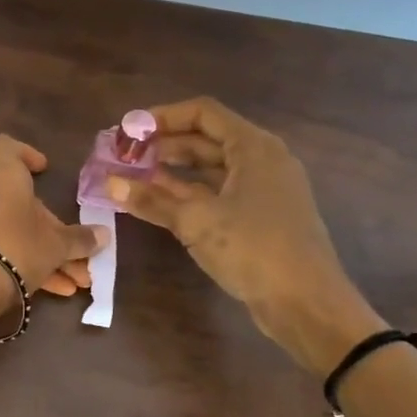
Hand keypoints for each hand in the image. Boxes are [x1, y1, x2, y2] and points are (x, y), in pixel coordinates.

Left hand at [0, 134, 107, 310]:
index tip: (42, 169)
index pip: (4, 148)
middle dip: (53, 230)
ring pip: (15, 232)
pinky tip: (55, 291)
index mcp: (4, 179)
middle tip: (78, 254)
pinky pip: (1, 251)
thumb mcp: (57, 246)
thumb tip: (104, 234)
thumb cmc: (18, 247)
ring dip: (46, 254)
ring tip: (76, 282)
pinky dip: (26, 265)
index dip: (24, 153)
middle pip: (21, 203)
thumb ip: (80, 239)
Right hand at [107, 98, 384, 374]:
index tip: (129, 130)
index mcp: (253, 147)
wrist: (306, 303)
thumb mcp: (196, 221)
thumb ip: (151, 199)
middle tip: (124, 156)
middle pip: (206, 139)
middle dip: (164, 145)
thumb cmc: (253, 249)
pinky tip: (160, 203)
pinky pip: (219, 193)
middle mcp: (262, 160)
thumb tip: (110, 183)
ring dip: (173, 171)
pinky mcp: (261, 217)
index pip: (203, 113)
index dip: (163, 117)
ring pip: (211, 168)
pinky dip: (189, 194)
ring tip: (133, 178)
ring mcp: (264, 189)